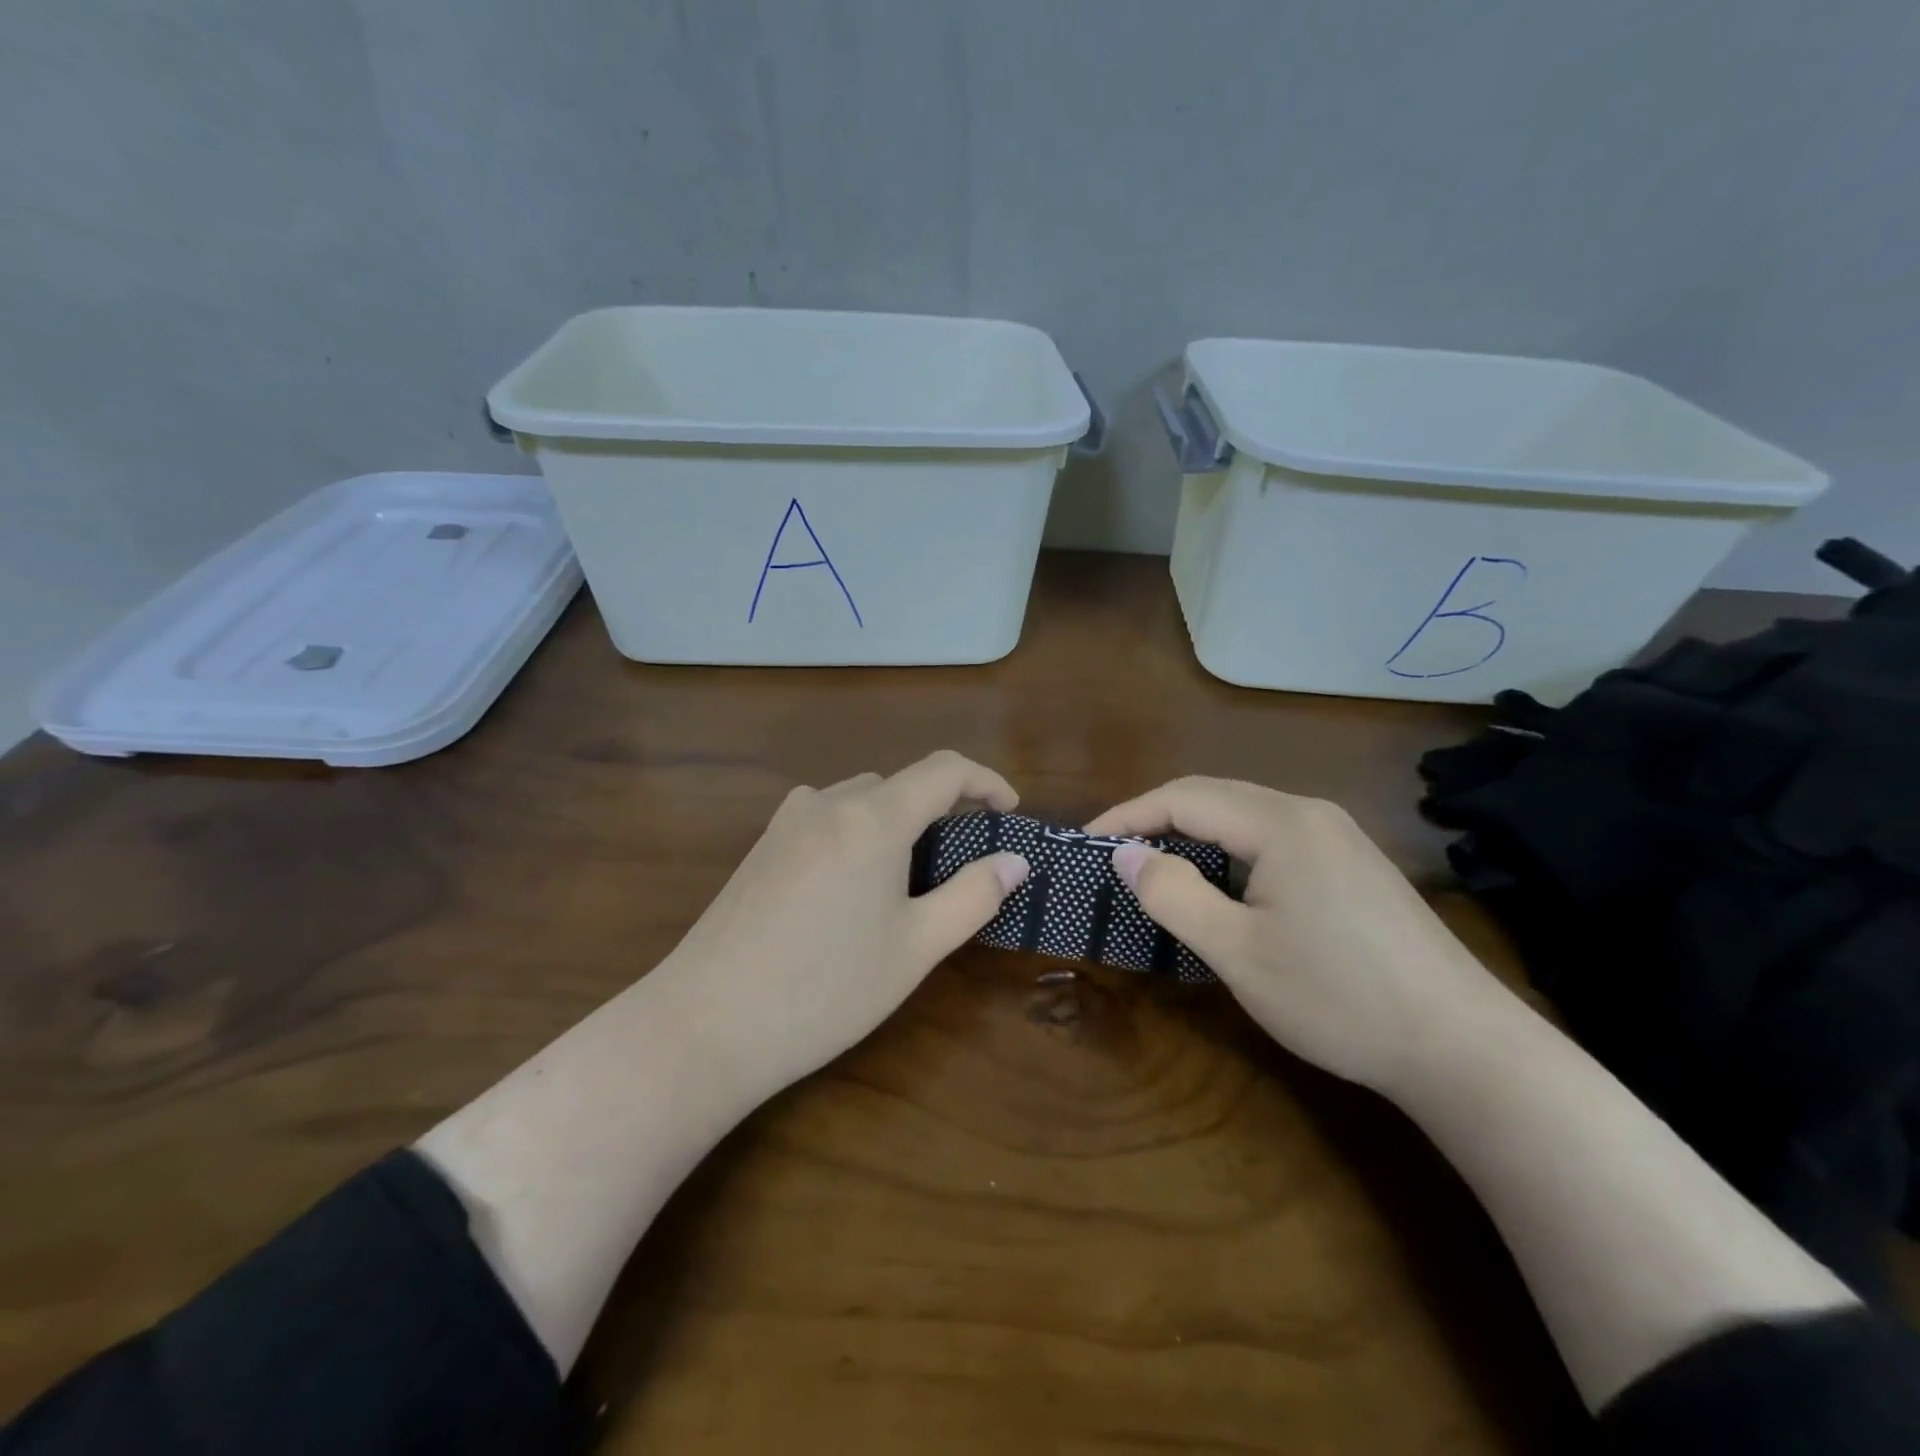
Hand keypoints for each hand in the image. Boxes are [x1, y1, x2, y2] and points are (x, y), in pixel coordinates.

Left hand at [657, 750, 1029, 1100]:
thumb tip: (1014, 862)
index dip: (987, 781)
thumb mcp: (915, 947)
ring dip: (897, 821)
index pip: (945, 770)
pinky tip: (851, 884)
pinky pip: (825, 818)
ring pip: (861, 800)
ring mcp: (787, 822)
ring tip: (910, 878)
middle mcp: (828, 803)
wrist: (706, 1024)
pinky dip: (857, 831)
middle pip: (901, 784)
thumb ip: (973, 896)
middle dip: (942, 811)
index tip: (1011, 813)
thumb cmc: (825, 988)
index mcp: (873, 817)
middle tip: (964, 864)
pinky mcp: (762, 847)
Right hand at [1087, 777, 1500, 1091]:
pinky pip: (1273, 840)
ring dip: (1194, 838)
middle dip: (1156, 821)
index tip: (1086, 846)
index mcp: (1281, 823)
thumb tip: (1125, 854)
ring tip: (1157, 873)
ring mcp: (1339, 837)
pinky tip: (1222, 889)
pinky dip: (1230, 854)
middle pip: (1214, 798)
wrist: (1464, 1048)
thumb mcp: (1237, 952)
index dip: (1128, 817)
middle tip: (1115, 859)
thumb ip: (1173, 895)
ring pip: (1244, 818)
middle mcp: (1310, 813)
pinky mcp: (1354, 866)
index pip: (1183, 798)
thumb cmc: (1338, 997)